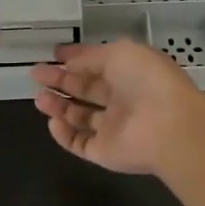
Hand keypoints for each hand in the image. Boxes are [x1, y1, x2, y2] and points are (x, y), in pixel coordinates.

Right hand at [30, 40, 204, 175]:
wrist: (168, 126)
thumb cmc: (146, 80)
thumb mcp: (118, 53)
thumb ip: (90, 56)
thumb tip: (68, 61)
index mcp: (130, 71)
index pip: (98, 63)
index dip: (76, 58)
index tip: (53, 54)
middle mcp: (122, 98)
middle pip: (86, 89)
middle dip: (61, 80)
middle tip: (36, 74)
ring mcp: (114, 127)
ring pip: (80, 117)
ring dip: (59, 106)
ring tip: (39, 98)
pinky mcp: (105, 152)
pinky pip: (80, 143)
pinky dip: (64, 134)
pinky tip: (52, 121)